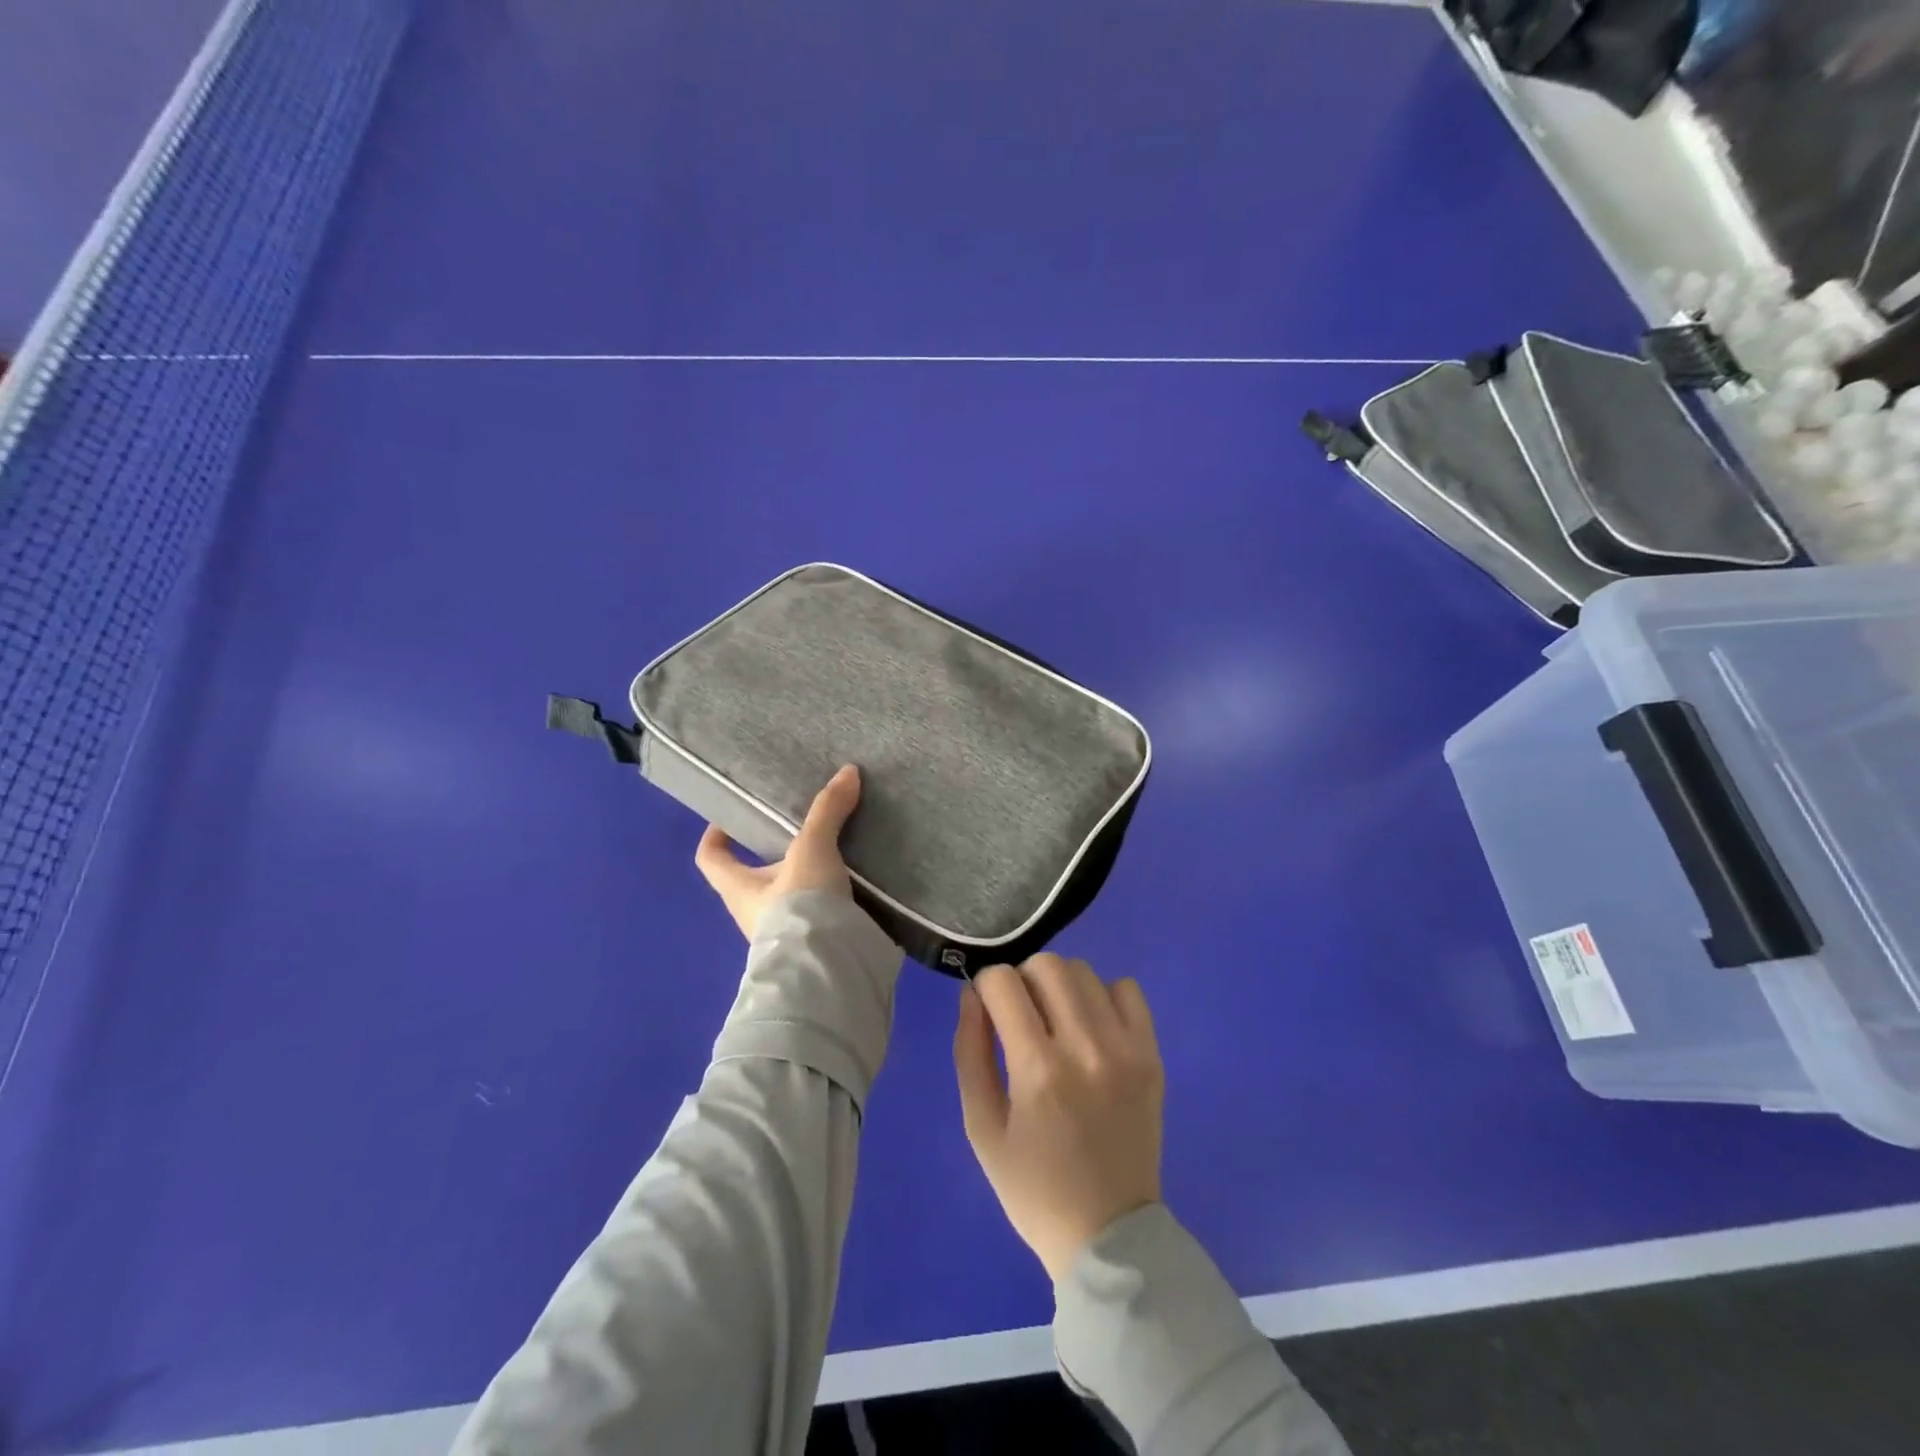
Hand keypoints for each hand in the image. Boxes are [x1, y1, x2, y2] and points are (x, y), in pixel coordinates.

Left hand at [695, 765, 860, 939]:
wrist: (827, 969)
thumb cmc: (799, 906)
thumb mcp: (812, 850)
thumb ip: (827, 812)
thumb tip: (848, 771)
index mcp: (738, 888)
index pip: (710, 859)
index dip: (715, 837)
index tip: (733, 819)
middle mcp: (753, 913)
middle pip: (753, 877)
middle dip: (774, 856)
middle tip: (802, 831)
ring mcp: (782, 933)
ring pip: (788, 897)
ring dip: (806, 878)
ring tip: (836, 853)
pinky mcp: (813, 946)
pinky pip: (816, 913)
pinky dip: (830, 898)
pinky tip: (855, 883)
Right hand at [953, 954, 1164, 1281]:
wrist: (1109, 1236)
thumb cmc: (1033, 1187)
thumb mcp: (981, 1127)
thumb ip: (970, 1051)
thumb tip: (971, 994)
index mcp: (1037, 1069)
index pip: (1003, 981)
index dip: (986, 986)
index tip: (988, 1009)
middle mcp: (1085, 1047)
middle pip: (1047, 964)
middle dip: (1023, 978)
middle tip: (1020, 1015)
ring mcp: (1125, 1049)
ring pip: (1085, 972)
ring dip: (1060, 985)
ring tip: (1056, 1021)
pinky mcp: (1151, 1056)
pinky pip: (1128, 990)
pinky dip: (1104, 996)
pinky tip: (1093, 1027)